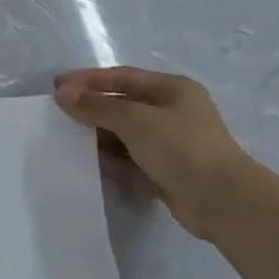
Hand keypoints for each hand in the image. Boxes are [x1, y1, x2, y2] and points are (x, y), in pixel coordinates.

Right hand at [53, 67, 258, 240]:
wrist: (221, 200)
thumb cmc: (180, 147)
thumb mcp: (134, 120)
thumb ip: (96, 106)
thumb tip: (63, 93)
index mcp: (172, 89)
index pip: (122, 77)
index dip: (88, 79)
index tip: (57, 86)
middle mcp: (173, 111)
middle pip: (123, 104)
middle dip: (91, 107)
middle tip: (57, 113)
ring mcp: (171, 142)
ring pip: (125, 132)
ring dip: (98, 134)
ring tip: (66, 138)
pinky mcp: (166, 170)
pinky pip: (130, 158)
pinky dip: (111, 159)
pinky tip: (89, 162)